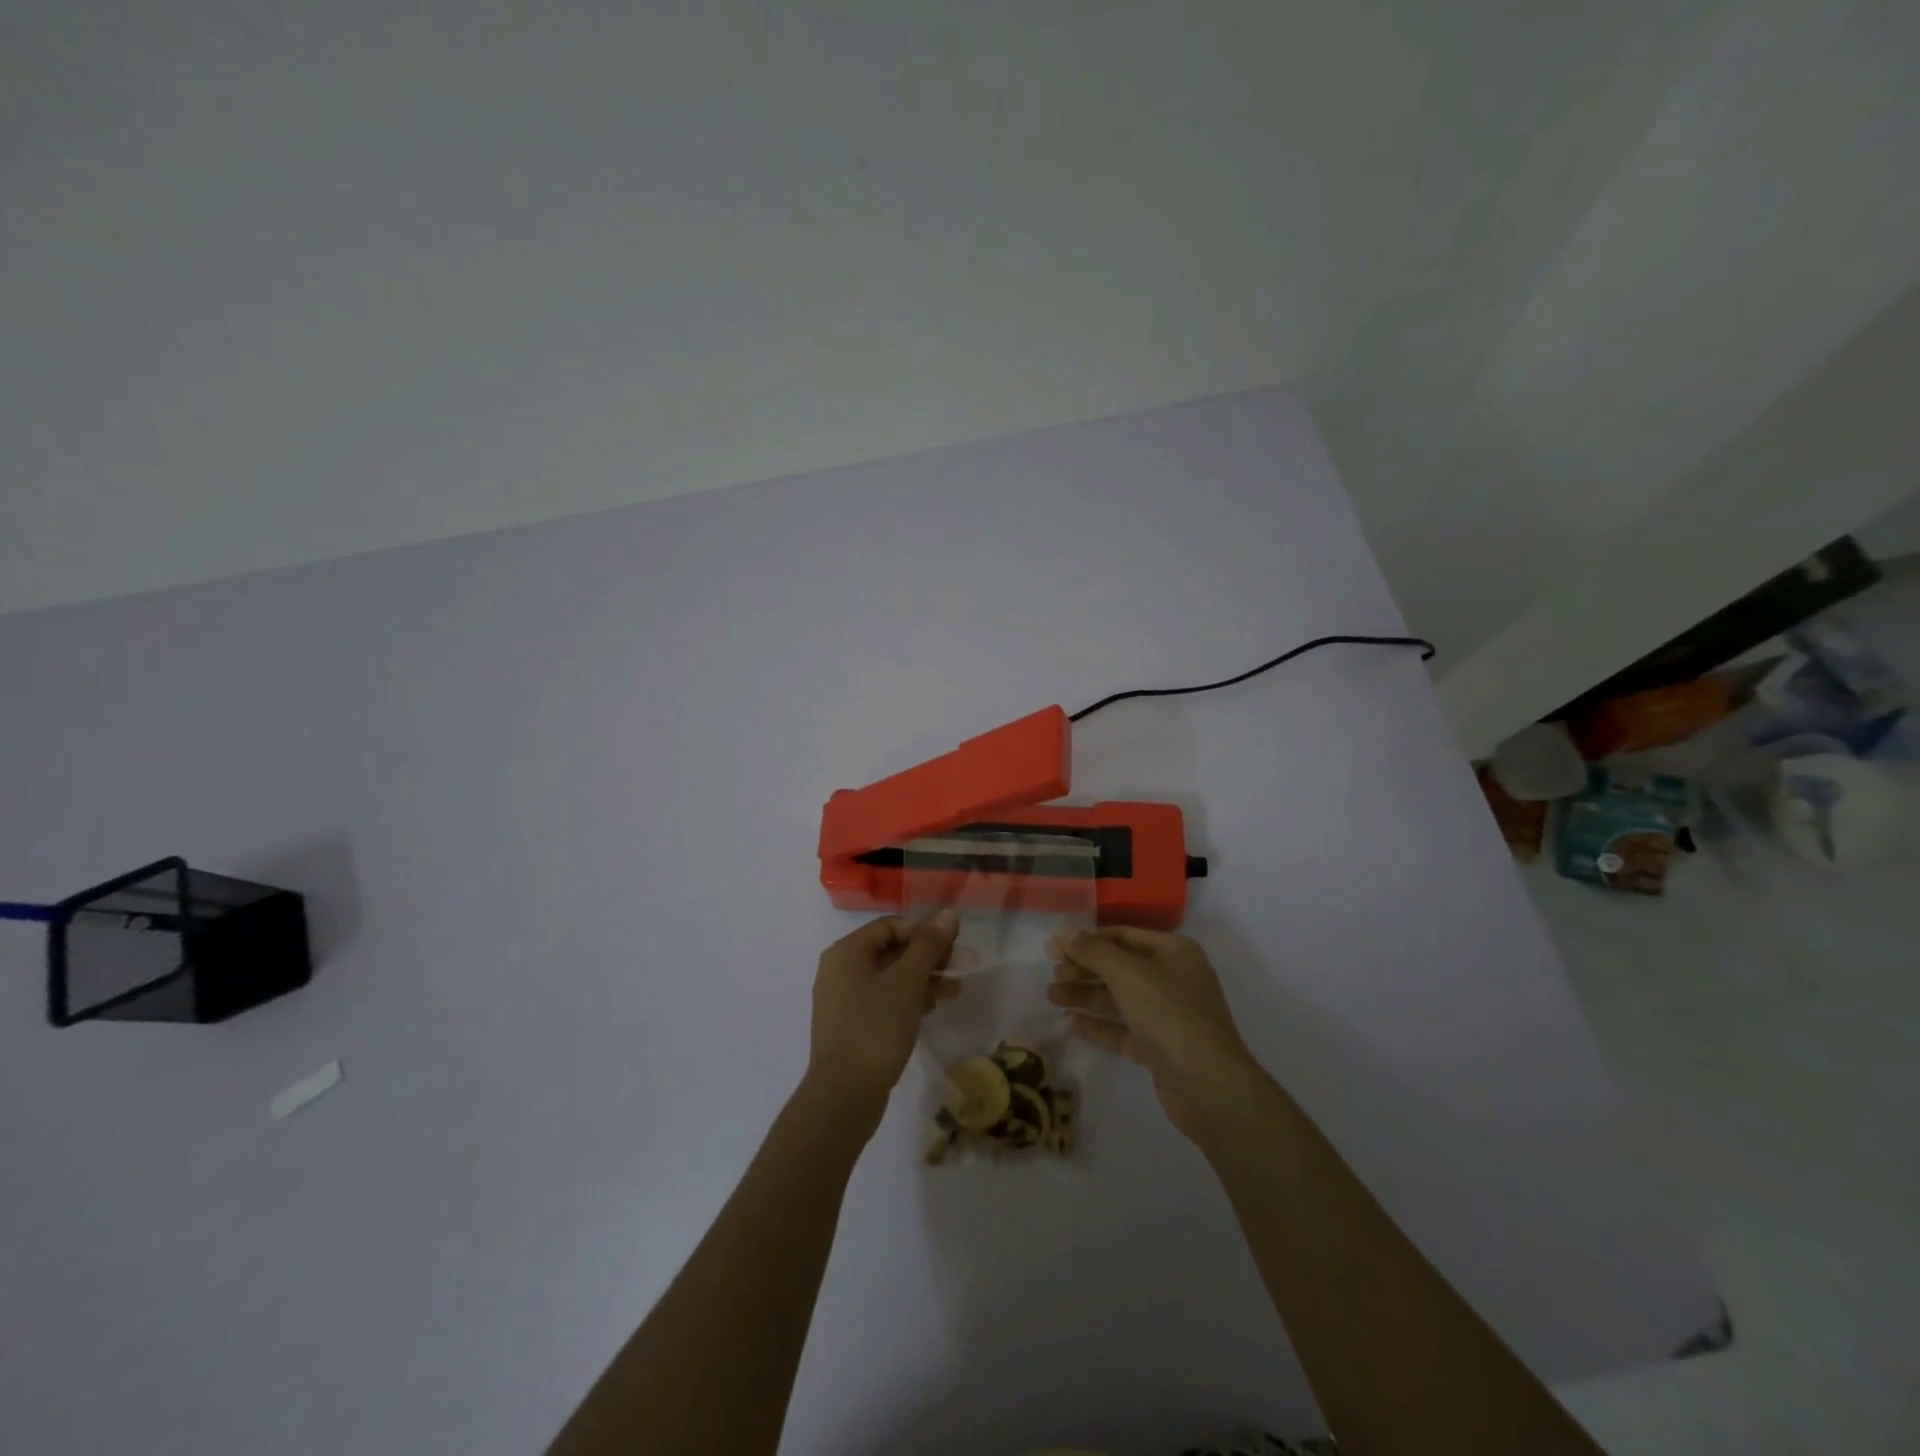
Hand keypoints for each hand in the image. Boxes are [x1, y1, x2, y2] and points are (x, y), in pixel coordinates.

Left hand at [805, 911, 961, 1127]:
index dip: (924, 930)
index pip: (891, 926)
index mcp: (847, 952)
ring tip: (956, 990)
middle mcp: (841, 970)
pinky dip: (909, 999)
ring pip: (890, 977)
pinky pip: (884, 1000)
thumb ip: (928, 945)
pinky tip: (934, 1007)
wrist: (844, 1095)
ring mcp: (844, 999)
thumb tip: (947, 914)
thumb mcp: (907, 982)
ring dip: (924, 978)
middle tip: (962, 966)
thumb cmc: (876, 1029)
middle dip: (929, 956)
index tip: (954, 944)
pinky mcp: (852, 1025)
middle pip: (891, 950)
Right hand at [1047, 927, 1262, 1140]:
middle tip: (1053, 975)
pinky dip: (1098, 1025)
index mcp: (1173, 952)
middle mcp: (1172, 979)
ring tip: (1052, 997)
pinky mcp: (1160, 1048)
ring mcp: (1168, 1015)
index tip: (1053, 948)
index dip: (1087, 939)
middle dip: (1084, 969)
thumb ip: (1093, 951)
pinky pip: (1123, 1029)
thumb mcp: (1128, 974)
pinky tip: (1070, 1023)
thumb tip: (1062, 933)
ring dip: (1086, 995)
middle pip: (1119, 967)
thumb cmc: (1170, 1015)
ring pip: (1119, 999)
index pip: (1122, 936)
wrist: (1209, 1086)